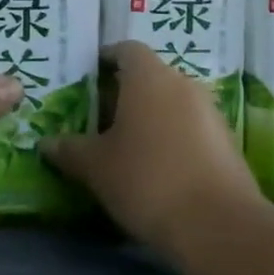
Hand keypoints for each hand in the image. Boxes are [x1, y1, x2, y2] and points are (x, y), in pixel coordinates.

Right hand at [43, 41, 260, 252]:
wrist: (217, 224)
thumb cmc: (146, 180)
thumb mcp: (96, 167)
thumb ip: (70, 150)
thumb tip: (47, 143)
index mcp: (149, 77)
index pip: (126, 49)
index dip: (105, 59)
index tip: (87, 79)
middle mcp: (183, 83)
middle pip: (149, 76)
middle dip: (124, 93)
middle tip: (98, 119)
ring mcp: (210, 111)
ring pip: (172, 102)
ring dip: (150, 116)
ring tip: (126, 146)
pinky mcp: (226, 141)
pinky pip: (191, 127)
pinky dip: (172, 137)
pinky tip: (157, 168)